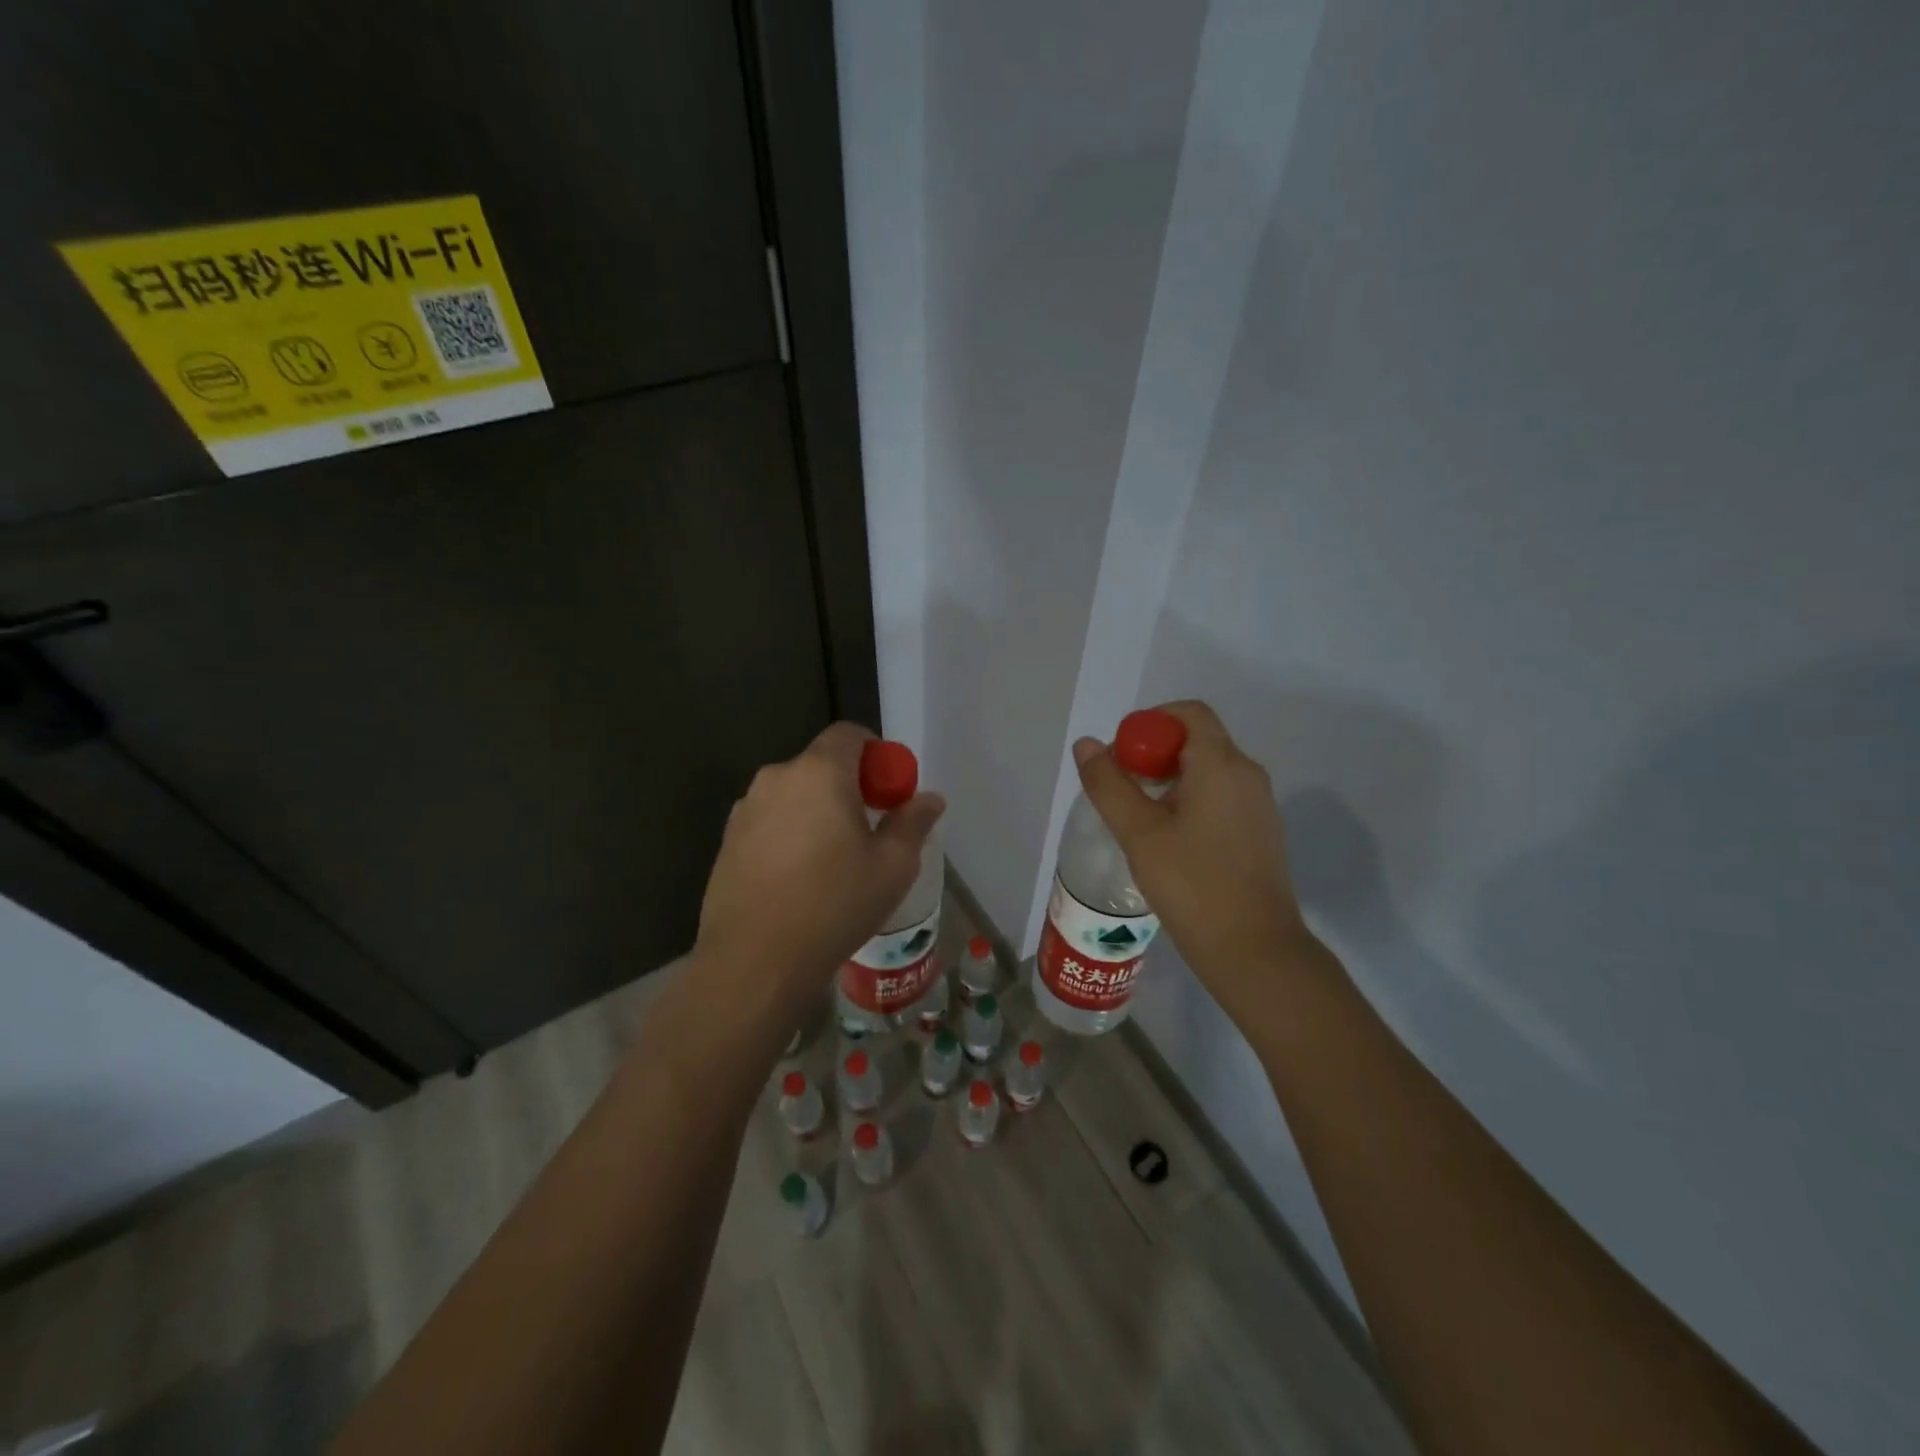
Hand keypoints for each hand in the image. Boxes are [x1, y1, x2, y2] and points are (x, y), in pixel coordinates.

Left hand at [691, 723, 944, 1033]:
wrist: (755, 960)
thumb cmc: (834, 904)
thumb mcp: (892, 866)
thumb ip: (913, 822)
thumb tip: (930, 798)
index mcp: (819, 773)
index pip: (849, 734)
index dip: (876, 754)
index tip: (888, 793)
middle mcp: (777, 778)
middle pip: (821, 765)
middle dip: (848, 787)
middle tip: (867, 831)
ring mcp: (745, 809)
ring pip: (794, 795)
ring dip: (816, 811)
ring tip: (831, 861)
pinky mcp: (727, 840)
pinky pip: (770, 821)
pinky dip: (789, 833)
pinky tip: (798, 879)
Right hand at [1072, 700, 1312, 1023]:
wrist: (1255, 950)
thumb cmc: (1192, 885)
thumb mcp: (1138, 833)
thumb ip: (1109, 784)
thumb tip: (1088, 744)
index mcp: (1221, 764)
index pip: (1188, 713)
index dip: (1149, 723)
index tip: (1121, 758)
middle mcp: (1247, 774)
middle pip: (1198, 739)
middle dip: (1154, 753)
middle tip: (1122, 789)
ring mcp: (1259, 804)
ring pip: (1209, 770)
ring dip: (1170, 778)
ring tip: (1139, 818)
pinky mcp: (1261, 831)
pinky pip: (1222, 795)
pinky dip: (1192, 799)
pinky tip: (1170, 839)